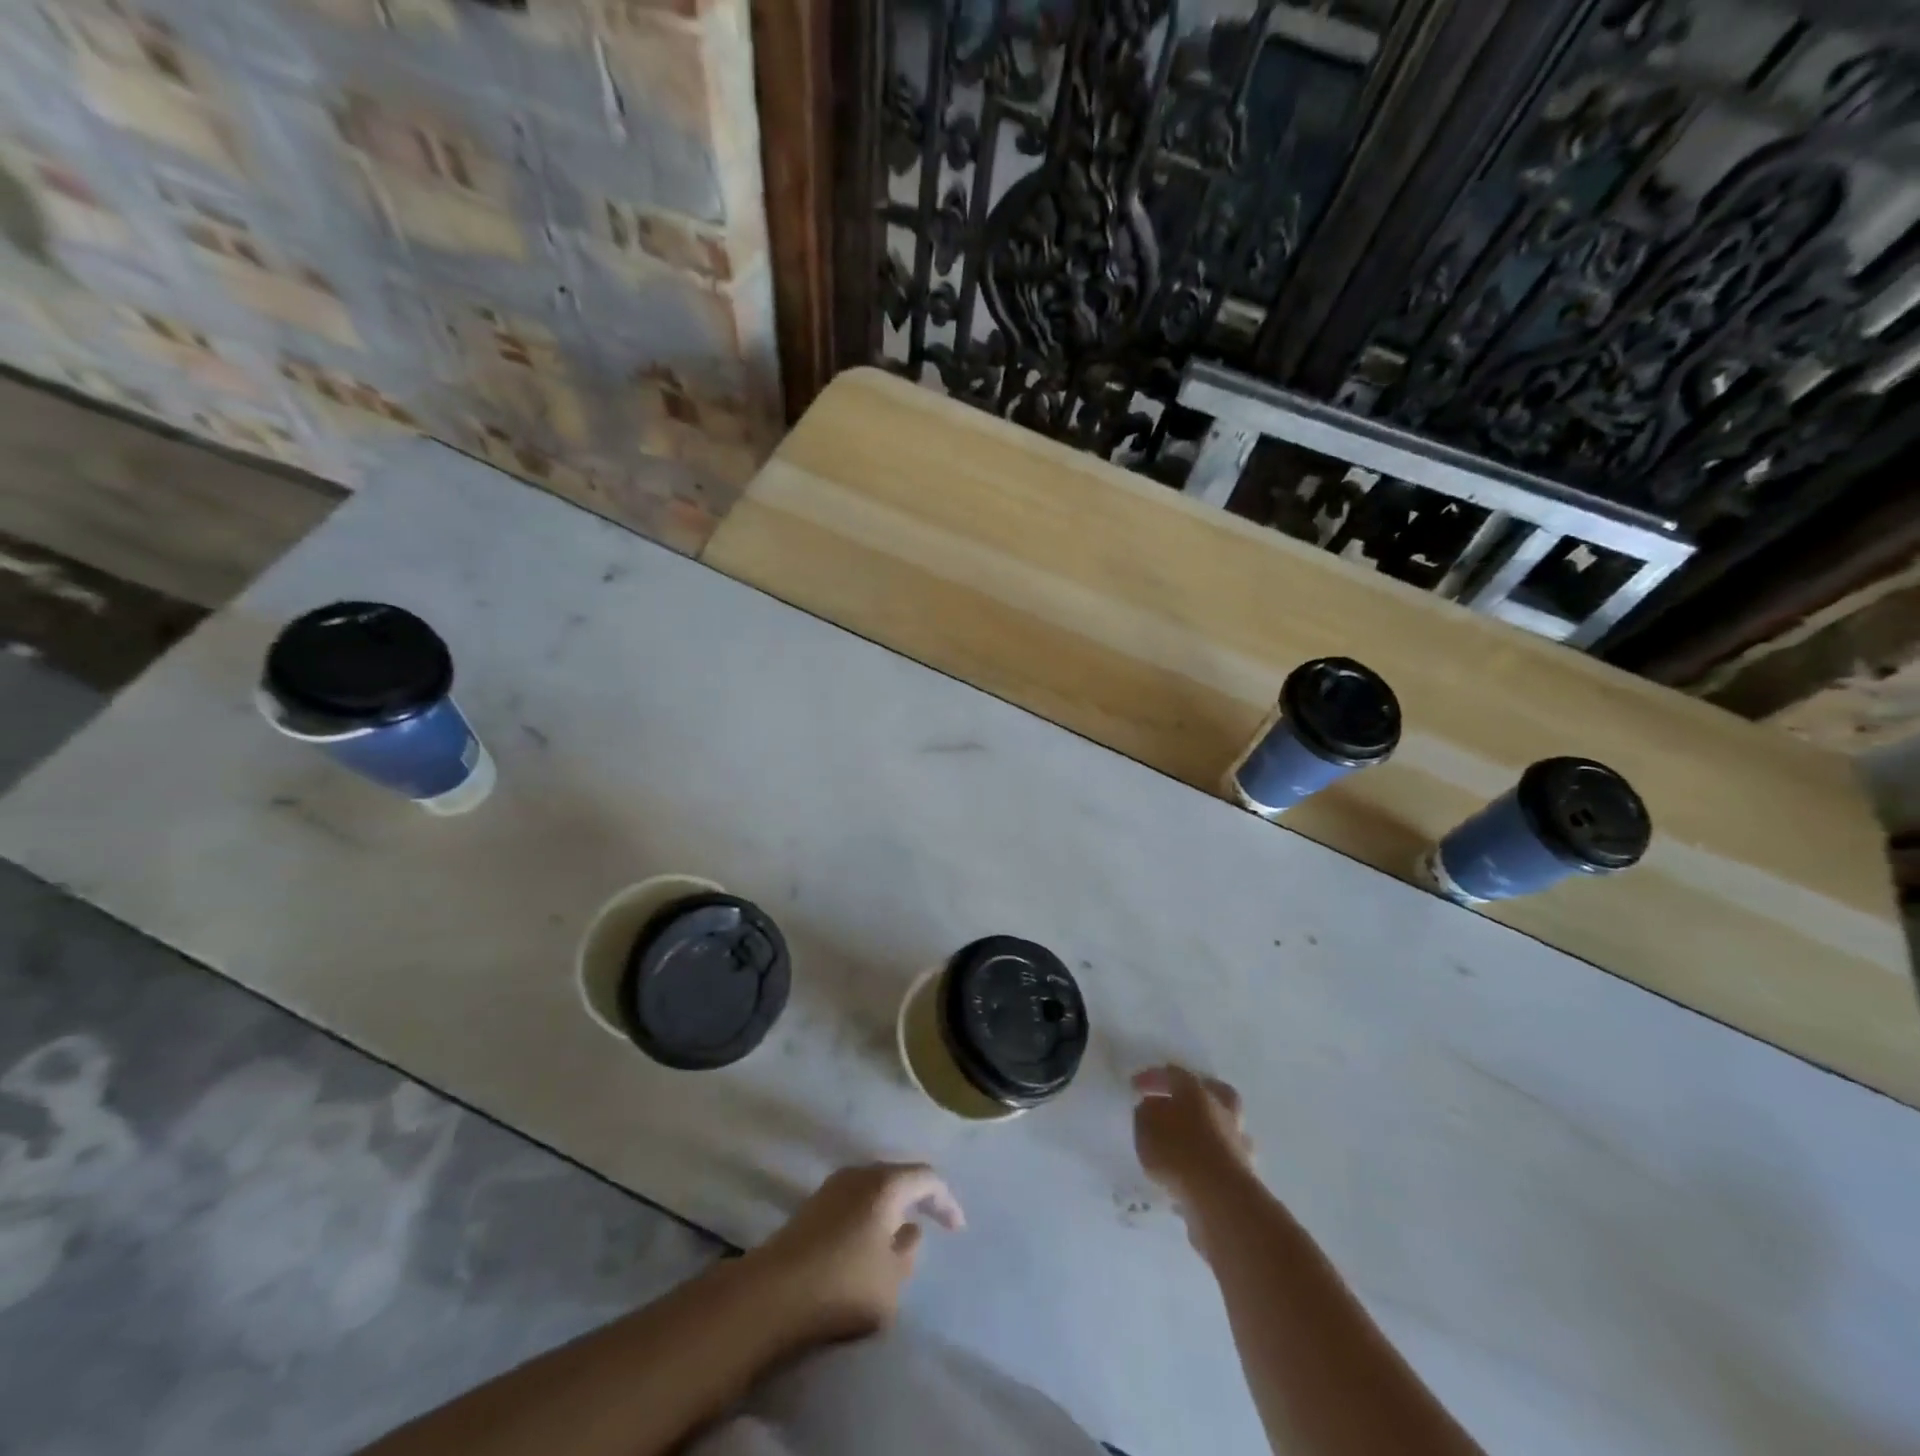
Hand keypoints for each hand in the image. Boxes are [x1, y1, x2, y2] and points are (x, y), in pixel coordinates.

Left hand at [748, 1163, 964, 1342]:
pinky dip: (870, 1213)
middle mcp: (860, 1174)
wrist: (773, 1293)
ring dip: (892, 1205)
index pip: (926, 1179)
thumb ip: (908, 1253)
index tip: (957, 1228)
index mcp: (886, 1184)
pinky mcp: (813, 1205)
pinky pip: (854, 1199)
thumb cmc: (843, 1284)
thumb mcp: (891, 1281)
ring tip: (902, 1230)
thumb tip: (909, 1231)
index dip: (945, 1201)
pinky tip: (868, 1237)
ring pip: (874, 1186)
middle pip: (899, 1176)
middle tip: (934, 1220)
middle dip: (918, 1197)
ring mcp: (833, 1186)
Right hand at [1132, 1065, 1254, 1212]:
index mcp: (1196, 1090)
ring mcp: (1237, 1141)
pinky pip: (1222, 1159)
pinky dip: (1209, 1162)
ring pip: (1222, 1127)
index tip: (1134, 1086)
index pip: (1173, 1074)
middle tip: (1175, 1104)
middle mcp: (1222, 1110)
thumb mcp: (1146, 1127)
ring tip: (1184, 1145)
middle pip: (1212, 1093)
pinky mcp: (1245, 1173)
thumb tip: (1152, 1108)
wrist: (1220, 1198)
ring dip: (1206, 1131)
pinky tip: (1193, 1174)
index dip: (1152, 1078)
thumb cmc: (1177, 1151)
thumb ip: (1146, 1113)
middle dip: (1193, 1097)